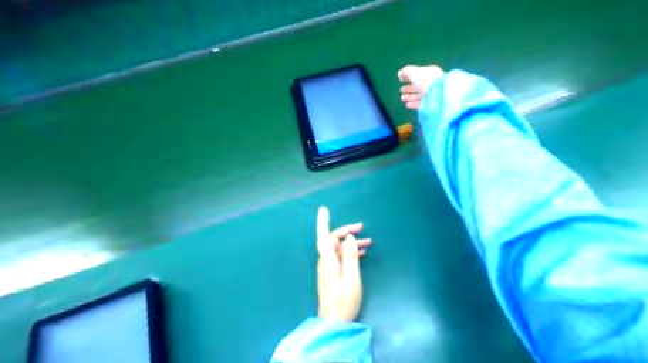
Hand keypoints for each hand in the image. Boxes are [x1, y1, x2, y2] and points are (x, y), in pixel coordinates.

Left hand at [317, 205, 371, 321]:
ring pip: (338, 249)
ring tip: (368, 242)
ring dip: (350, 243)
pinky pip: (340, 257)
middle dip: (345, 231)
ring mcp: (328, 269)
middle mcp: (325, 262)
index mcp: (328, 261)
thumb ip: (349, 257)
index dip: (323, 222)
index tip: (323, 209)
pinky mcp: (331, 275)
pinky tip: (360, 253)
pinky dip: (349, 252)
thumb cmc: (343, 301)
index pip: (323, 236)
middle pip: (332, 241)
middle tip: (361, 227)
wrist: (334, 323)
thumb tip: (348, 238)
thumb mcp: (351, 278)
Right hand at [398, 64, 442, 108]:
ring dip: (410, 96)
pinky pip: (420, 103)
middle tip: (401, 90)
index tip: (400, 79)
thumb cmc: (426, 81)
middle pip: (417, 85)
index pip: (417, 73)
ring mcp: (430, 93)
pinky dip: (413, 103)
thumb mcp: (414, 73)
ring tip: (402, 98)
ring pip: (418, 95)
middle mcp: (430, 82)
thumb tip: (400, 74)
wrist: (439, 95)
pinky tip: (407, 105)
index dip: (408, 76)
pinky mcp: (430, 103)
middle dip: (409, 88)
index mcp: (428, 72)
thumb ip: (406, 72)